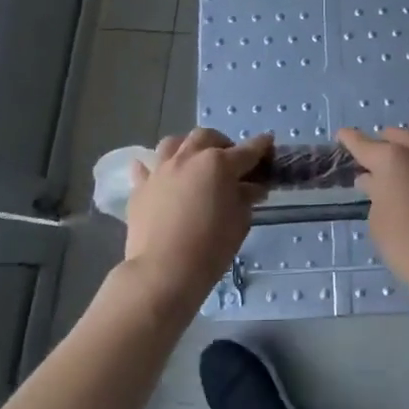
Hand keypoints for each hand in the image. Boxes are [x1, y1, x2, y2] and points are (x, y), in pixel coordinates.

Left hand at [125, 128, 271, 308]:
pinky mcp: (140, 187)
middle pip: (206, 137)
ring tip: (193, 162)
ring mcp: (161, 170)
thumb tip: (251, 187)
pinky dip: (154, 168)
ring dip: (187, 147)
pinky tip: (159, 176)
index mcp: (218, 164)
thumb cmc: (210, 248)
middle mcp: (189, 158)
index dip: (261, 147)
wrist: (162, 271)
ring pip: (173, 143)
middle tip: (229, 161)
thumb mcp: (240, 222)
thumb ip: (246, 198)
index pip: (247, 150)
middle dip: (221, 143)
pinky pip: (145, 168)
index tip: (268, 143)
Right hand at [336, 126, 408, 286]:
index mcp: (389, 159)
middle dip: (382, 142)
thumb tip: (373, 180)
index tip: (342, 135)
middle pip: (395, 134)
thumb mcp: (378, 221)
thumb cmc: (406, 243)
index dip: (349, 139)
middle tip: (377, 159)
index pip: (362, 143)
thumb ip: (375, 193)